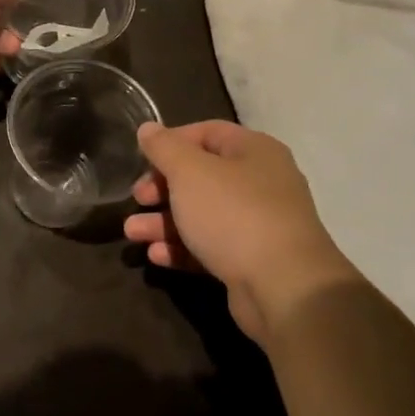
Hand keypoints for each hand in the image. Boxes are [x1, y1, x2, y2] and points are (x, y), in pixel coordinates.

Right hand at [126, 121, 357, 343]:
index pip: (208, 132)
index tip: (142, 158)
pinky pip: (210, 247)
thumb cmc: (233, 214)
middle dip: (163, 187)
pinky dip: (182, 249)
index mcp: (254, 151)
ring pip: (202, 215)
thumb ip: (165, 148)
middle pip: (202, 176)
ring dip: (164, 222)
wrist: (283, 287)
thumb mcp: (190, 172)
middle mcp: (261, 182)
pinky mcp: (250, 261)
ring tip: (131, 233)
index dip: (172, 141)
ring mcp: (258, 224)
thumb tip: (148, 128)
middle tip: (137, 198)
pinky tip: (156, 256)